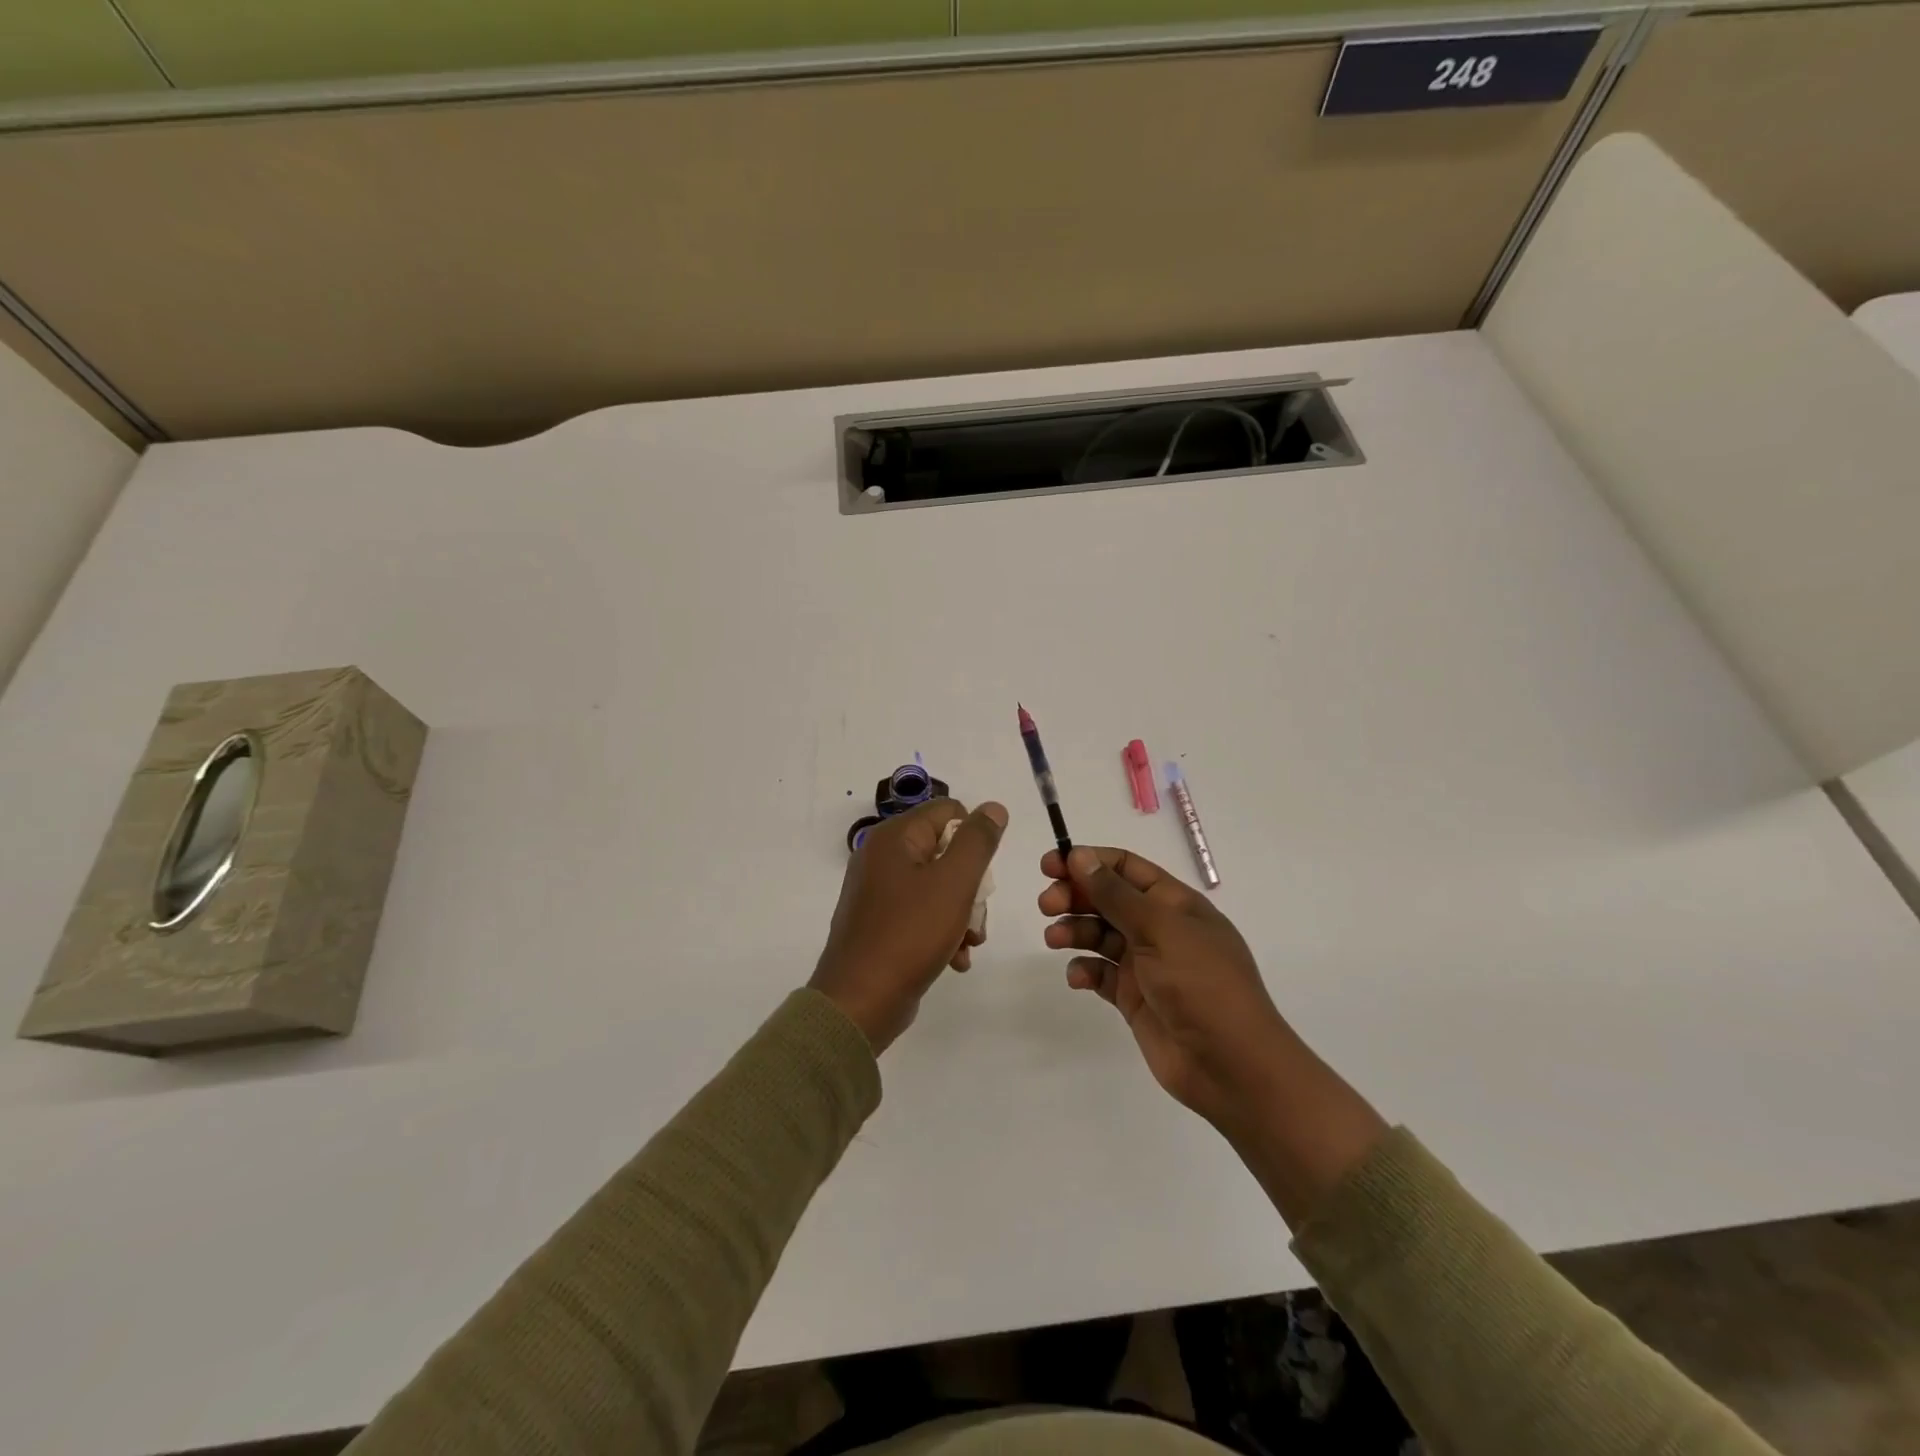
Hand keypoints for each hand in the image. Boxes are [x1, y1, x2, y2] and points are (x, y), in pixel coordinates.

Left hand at [811, 798, 1007, 1053]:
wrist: (860, 1001)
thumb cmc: (910, 933)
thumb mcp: (954, 882)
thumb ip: (978, 841)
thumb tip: (994, 807)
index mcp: (894, 837)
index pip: (948, 812)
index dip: (973, 837)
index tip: (981, 873)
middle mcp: (881, 857)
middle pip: (945, 851)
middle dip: (971, 885)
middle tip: (977, 916)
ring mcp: (878, 891)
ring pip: (938, 886)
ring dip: (962, 913)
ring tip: (969, 943)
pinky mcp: (880, 922)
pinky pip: (921, 913)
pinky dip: (943, 931)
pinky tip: (956, 959)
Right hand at [1039, 845, 1293, 1128]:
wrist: (1230, 1064)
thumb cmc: (1201, 983)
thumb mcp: (1159, 928)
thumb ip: (1115, 893)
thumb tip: (1080, 855)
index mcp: (1174, 903)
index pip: (1125, 868)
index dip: (1088, 861)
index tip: (1051, 865)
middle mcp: (1159, 928)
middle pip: (1107, 899)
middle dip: (1075, 896)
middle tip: (1046, 905)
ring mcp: (1146, 964)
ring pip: (1099, 935)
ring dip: (1074, 931)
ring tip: (1054, 940)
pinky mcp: (1134, 998)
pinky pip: (1100, 974)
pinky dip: (1084, 970)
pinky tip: (1077, 977)